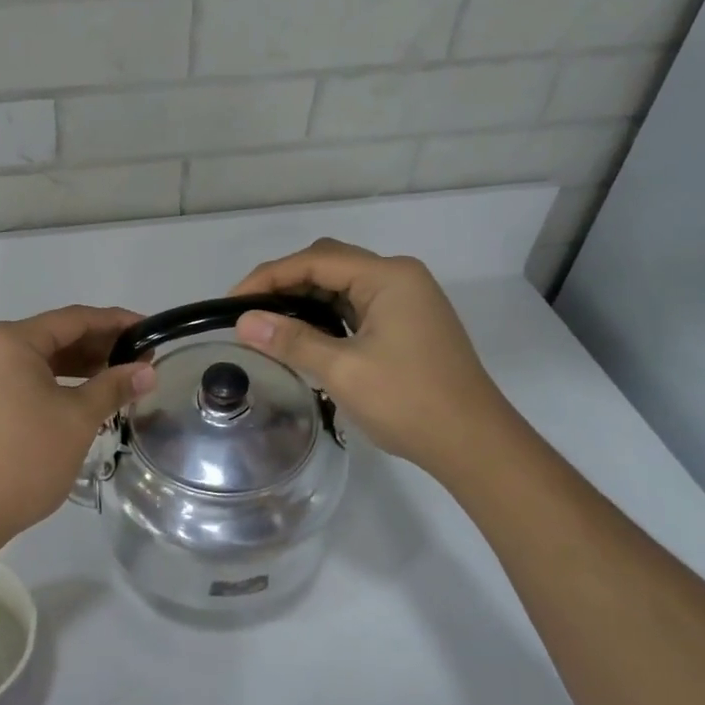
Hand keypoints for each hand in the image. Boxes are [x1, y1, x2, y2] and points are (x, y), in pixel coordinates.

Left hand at [0, 306, 155, 556]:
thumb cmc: (24, 459)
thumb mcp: (77, 419)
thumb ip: (114, 387)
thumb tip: (147, 371)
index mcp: (10, 341)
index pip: (73, 319)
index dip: (115, 322)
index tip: (149, 330)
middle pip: (54, 336)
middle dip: (98, 346)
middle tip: (140, 359)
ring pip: (38, 360)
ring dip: (77, 367)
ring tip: (117, 379)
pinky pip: (21, 379)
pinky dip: (54, 383)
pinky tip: (81, 397)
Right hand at [230, 239, 511, 478]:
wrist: (474, 444)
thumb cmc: (409, 402)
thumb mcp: (342, 370)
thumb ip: (291, 340)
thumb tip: (243, 321)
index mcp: (388, 276)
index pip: (315, 260)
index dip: (268, 277)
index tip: (231, 301)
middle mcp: (399, 277)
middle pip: (329, 264)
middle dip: (285, 283)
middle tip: (248, 312)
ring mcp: (407, 300)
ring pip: (343, 285)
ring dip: (305, 299)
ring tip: (268, 324)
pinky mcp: (408, 323)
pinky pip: (357, 306)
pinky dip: (326, 315)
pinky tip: (305, 335)